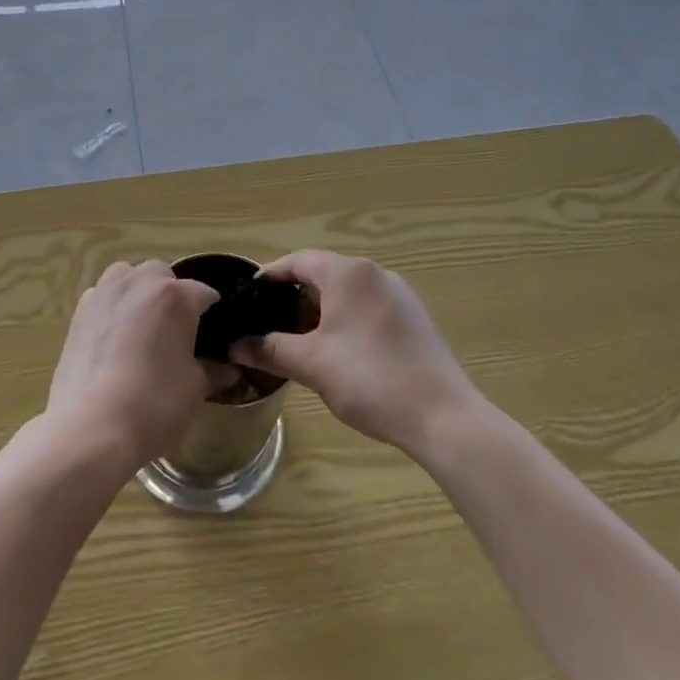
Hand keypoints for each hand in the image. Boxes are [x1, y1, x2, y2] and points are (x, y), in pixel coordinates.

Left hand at [45, 261, 221, 477]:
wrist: (91, 427)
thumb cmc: (154, 406)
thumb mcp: (194, 390)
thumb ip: (212, 371)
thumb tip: (228, 369)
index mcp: (175, 297)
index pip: (204, 293)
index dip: (212, 313)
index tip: (213, 334)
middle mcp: (139, 283)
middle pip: (162, 275)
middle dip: (171, 294)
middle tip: (175, 330)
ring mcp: (105, 293)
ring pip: (127, 276)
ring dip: (138, 291)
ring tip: (142, 326)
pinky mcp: (79, 311)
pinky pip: (102, 295)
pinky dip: (112, 306)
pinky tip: (114, 338)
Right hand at [231, 250, 481, 457]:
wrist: (444, 418)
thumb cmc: (370, 380)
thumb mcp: (311, 365)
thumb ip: (269, 349)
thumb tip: (235, 345)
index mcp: (348, 274)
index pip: (297, 261)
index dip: (269, 277)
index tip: (247, 298)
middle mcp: (375, 273)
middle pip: (322, 274)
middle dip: (293, 298)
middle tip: (269, 325)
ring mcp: (399, 295)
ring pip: (346, 292)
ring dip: (319, 311)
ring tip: (299, 342)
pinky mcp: (414, 318)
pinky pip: (368, 307)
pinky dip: (345, 320)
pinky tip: (338, 352)